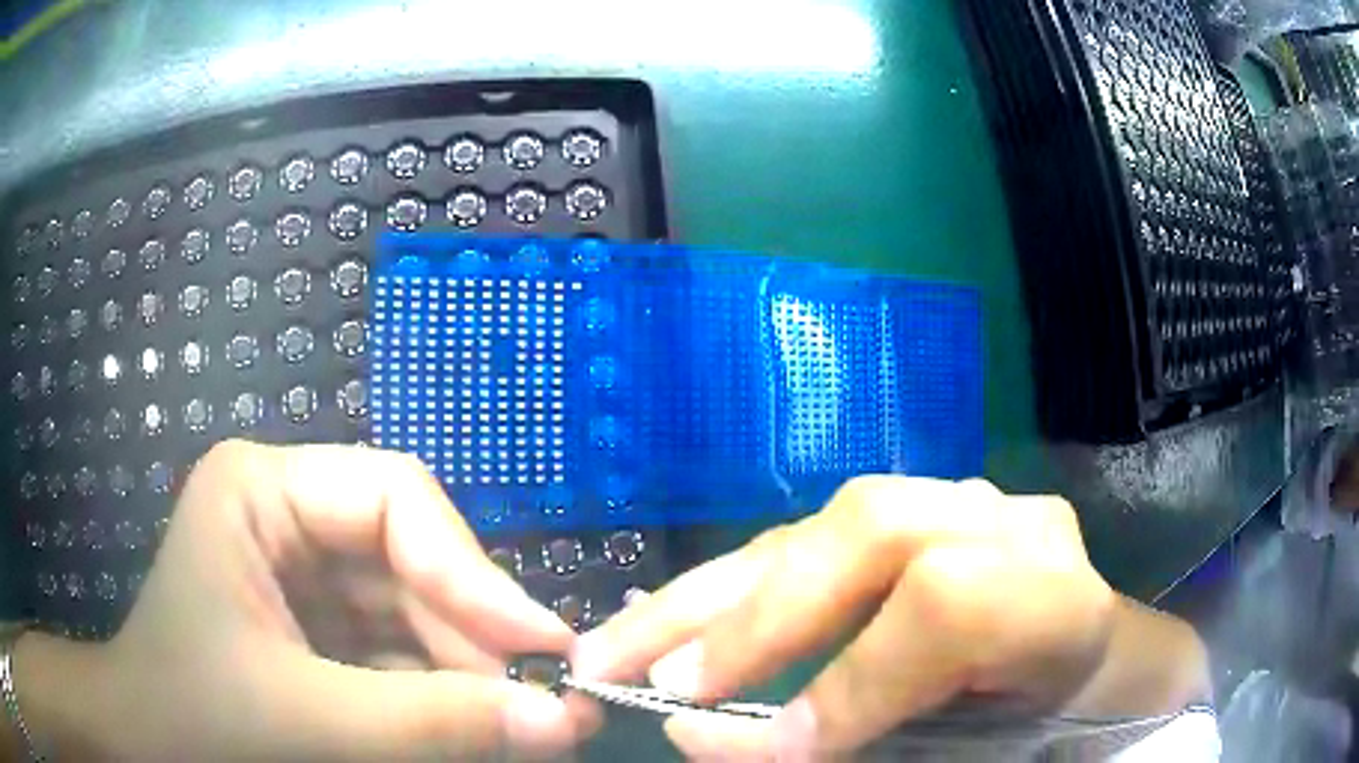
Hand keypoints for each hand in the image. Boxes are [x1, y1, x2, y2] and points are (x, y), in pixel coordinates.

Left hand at [56, 441, 598, 760]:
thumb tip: (563, 721)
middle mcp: (287, 514)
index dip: (473, 571)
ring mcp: (302, 570)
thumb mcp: (308, 721)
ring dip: (464, 673)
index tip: (541, 647)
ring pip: (412, 611)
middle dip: (475, 637)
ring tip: (520, 726)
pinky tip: (469, 727)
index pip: (394, 497)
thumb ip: (432, 723)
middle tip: (546, 706)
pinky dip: (436, 691)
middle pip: (410, 559)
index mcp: (263, 489)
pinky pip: (395, 648)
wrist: (150, 745)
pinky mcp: (316, 624)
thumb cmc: (199, 720)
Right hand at [572, 477, 1118, 758]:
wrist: (1096, 663)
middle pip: (874, 532)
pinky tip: (686, 613)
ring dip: (718, 590)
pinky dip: (745, 581)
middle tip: (645, 675)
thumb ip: (854, 748)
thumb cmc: (1044, 724)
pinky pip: (824, 536)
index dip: (848, 683)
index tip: (762, 748)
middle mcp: (1011, 531)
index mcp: (1057, 601)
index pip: (948, 611)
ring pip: (830, 522)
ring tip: (629, 638)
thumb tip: (705, 740)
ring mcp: (968, 506)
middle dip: (751, 615)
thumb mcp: (971, 756)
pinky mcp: (925, 512)